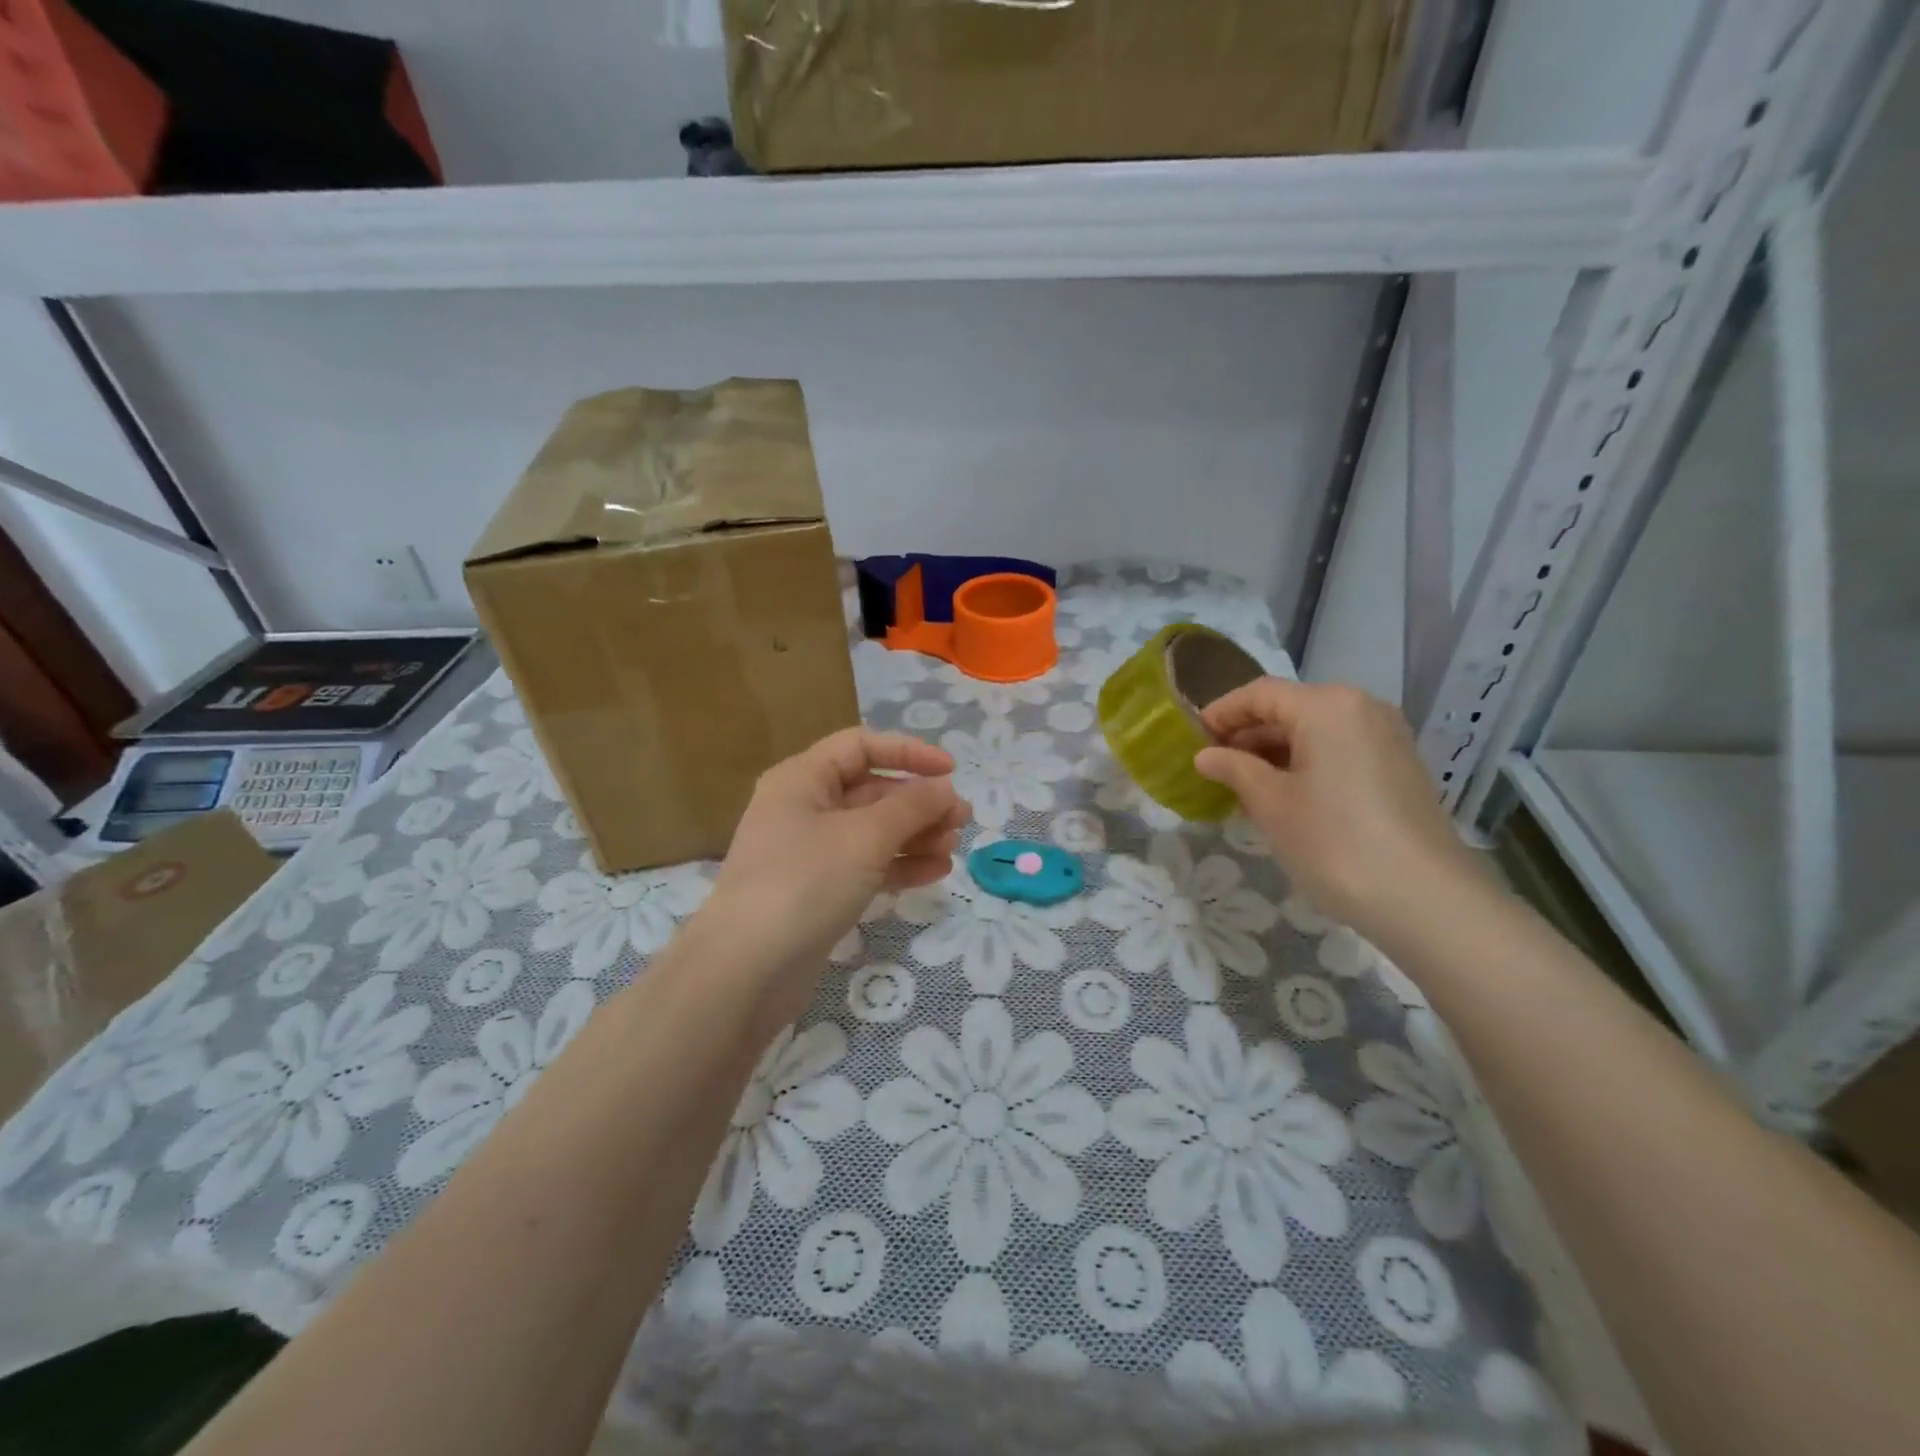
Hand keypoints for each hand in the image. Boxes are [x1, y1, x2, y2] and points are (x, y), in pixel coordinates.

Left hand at [703, 729, 969, 1021]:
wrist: (746, 971)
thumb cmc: (805, 883)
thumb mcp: (865, 836)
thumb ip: (912, 806)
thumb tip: (945, 788)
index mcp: (803, 779)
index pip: (861, 746)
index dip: (908, 752)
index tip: (951, 770)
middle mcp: (803, 808)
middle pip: (871, 791)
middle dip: (919, 803)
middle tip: (962, 820)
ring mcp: (810, 853)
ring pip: (872, 831)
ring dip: (915, 835)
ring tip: (952, 848)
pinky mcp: (818, 891)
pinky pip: (866, 866)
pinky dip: (899, 865)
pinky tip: (935, 873)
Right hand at [1192, 679, 1488, 936]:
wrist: (1424, 899)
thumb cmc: (1333, 841)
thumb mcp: (1271, 803)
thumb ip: (1234, 769)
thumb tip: (1206, 756)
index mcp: (1327, 706)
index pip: (1260, 694)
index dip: (1221, 712)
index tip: (1192, 738)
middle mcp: (1361, 709)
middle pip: (1290, 709)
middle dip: (1247, 735)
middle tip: (1213, 767)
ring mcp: (1386, 738)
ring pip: (1315, 732)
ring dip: (1274, 753)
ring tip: (1241, 788)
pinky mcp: (1399, 768)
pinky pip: (1339, 751)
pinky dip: (1305, 765)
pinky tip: (1283, 798)